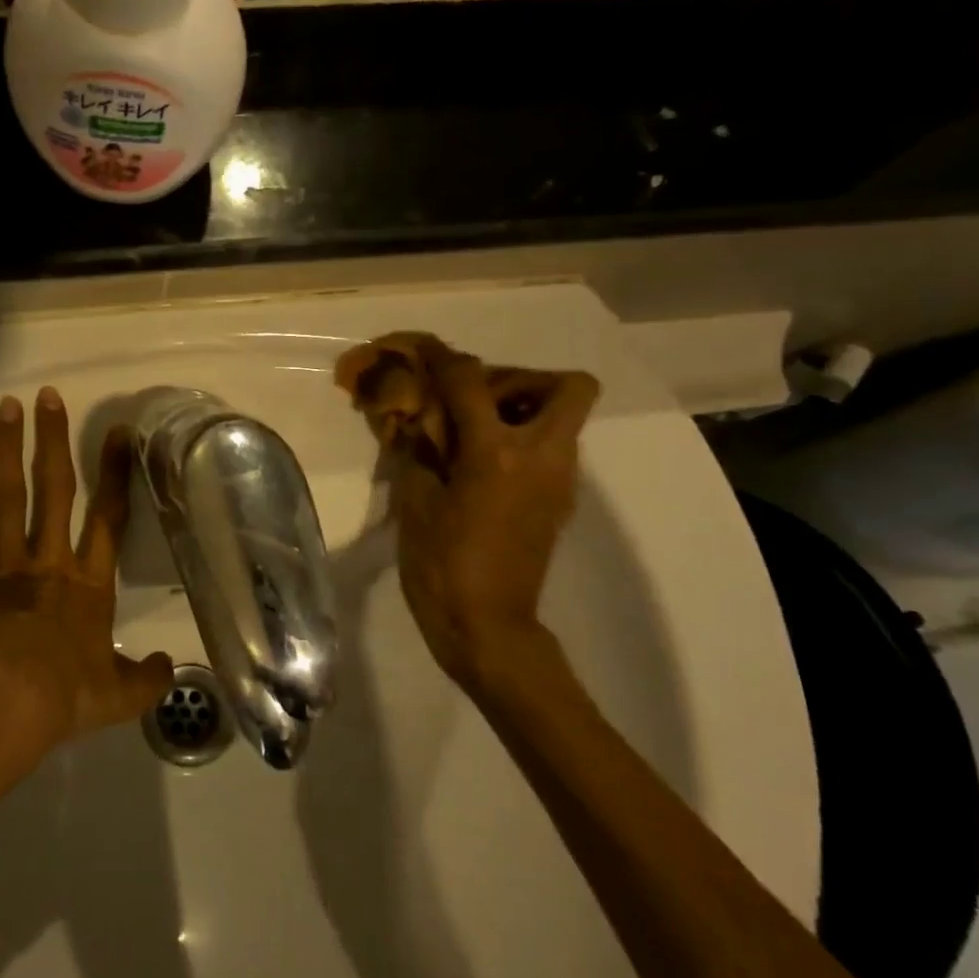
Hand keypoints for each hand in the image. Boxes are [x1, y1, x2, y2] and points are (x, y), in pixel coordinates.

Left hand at [0, 388, 173, 762]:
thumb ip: (148, 679)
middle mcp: (50, 560)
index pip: (108, 517)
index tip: (116, 432)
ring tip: (7, 407)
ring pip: (9, 496)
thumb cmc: (65, 697)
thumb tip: (170, 668)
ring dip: (8, 450)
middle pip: (56, 489)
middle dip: (54, 441)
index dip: (115, 473)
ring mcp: (7, 565)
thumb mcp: (120, 696)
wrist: (6, 706)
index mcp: (90, 583)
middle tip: (49, 396)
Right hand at [383, 341, 598, 695]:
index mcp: (496, 452)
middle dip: (520, 378)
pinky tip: (480, 467)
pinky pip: (551, 449)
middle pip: (566, 385)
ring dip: (521, 409)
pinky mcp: (560, 502)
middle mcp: (542, 456)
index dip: (441, 357)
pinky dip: (521, 441)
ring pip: (564, 417)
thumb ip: (416, 449)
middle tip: (472, 399)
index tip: (421, 349)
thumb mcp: (414, 502)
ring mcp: (560, 480)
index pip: (471, 381)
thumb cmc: (441, 566)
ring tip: (471, 431)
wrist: (487, 628)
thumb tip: (412, 416)